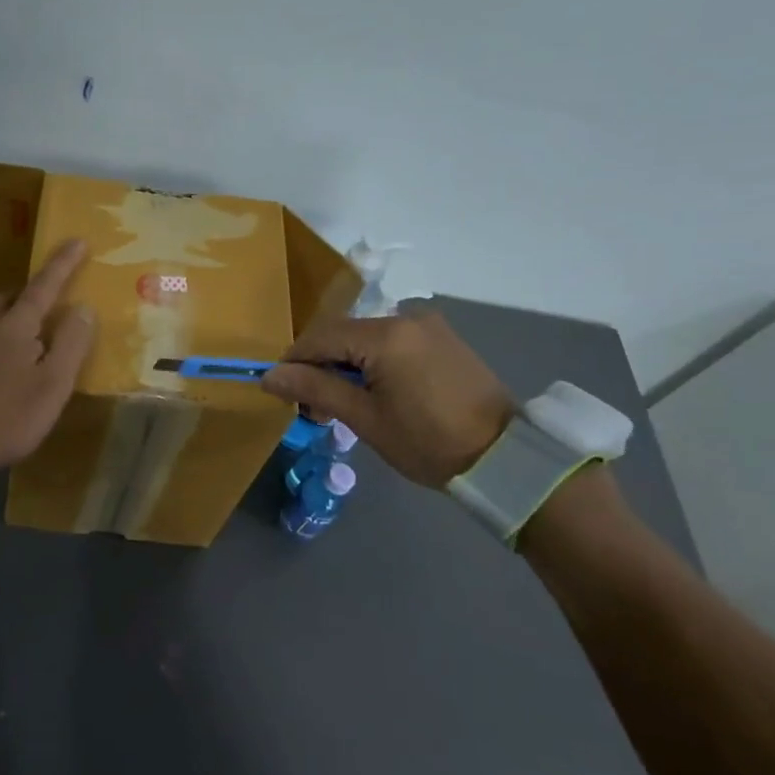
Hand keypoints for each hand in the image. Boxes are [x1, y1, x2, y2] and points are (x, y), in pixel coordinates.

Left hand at [0, 240, 96, 471]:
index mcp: (16, 328)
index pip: (44, 287)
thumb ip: (71, 344)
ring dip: (5, 321)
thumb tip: (83, 307)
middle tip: (44, 303)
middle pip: (7, 300)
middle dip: (26, 294)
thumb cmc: (7, 415)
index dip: (62, 264)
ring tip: (19, 341)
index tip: (76, 240)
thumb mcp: (53, 384)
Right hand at [261, 306, 513, 490]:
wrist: (505, 457)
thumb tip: (269, 376)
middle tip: (314, 408)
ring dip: (345, 364)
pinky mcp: (441, 338)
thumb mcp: (365, 419)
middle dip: (320, 366)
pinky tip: (375, 391)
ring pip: (365, 338)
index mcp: (385, 335)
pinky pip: (391, 341)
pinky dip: (372, 361)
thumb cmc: (428, 442)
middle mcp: (405, 317)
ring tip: (344, 404)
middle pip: (342, 334)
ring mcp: (427, 325)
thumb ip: (315, 390)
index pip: (320, 337)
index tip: (282, 393)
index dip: (294, 362)